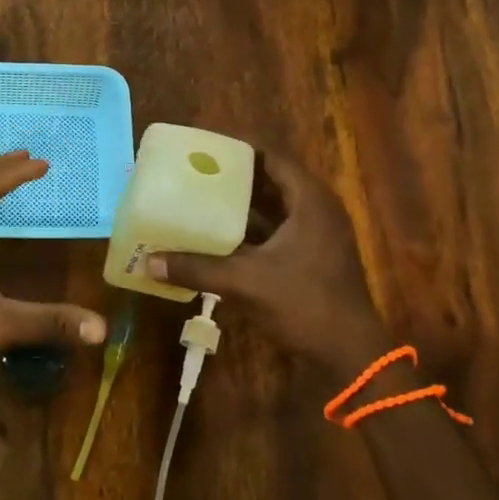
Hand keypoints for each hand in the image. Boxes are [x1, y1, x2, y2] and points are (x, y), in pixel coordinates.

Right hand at [147, 152, 393, 381]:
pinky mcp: (309, 257)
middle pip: (270, 180)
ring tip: (197, 196)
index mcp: (310, 201)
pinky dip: (247, 229)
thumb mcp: (246, 282)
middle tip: (193, 169)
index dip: (239, 147)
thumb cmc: (305, 305)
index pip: (272, 157)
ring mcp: (315, 235)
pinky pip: (274, 231)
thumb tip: (148, 262)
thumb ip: (197, 269)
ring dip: (238, 204)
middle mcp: (316, 210)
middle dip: (233, 175)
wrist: (349, 354)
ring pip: (271, 207)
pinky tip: (215, 234)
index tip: (204, 144)